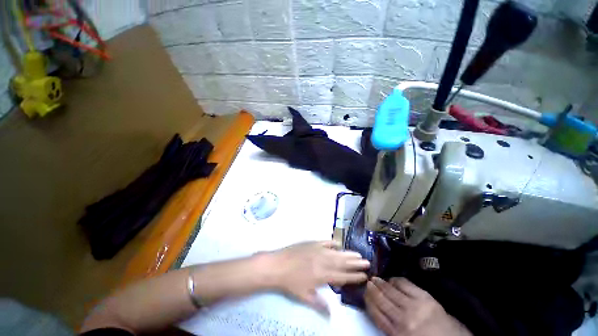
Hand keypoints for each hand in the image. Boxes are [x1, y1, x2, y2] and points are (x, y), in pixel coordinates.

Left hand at [268, 241, 369, 311]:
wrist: (278, 265)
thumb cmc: (291, 282)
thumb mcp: (304, 296)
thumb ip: (319, 304)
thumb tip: (331, 315)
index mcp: (323, 276)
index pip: (343, 276)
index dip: (354, 276)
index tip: (364, 275)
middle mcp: (324, 261)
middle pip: (343, 263)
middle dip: (356, 263)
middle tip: (367, 262)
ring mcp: (318, 250)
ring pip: (337, 252)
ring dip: (348, 253)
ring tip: (358, 254)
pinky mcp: (313, 243)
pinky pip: (326, 242)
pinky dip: (333, 243)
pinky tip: (338, 244)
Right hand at [364, 277, 471, 335]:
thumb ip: (389, 327)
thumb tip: (376, 310)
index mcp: (397, 333)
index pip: (376, 314)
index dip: (368, 302)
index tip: (363, 293)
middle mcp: (403, 318)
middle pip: (381, 300)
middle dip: (372, 289)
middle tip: (366, 281)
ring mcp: (414, 305)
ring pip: (391, 290)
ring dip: (380, 283)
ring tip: (374, 278)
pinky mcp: (424, 297)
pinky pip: (405, 284)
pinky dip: (395, 280)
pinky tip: (391, 280)